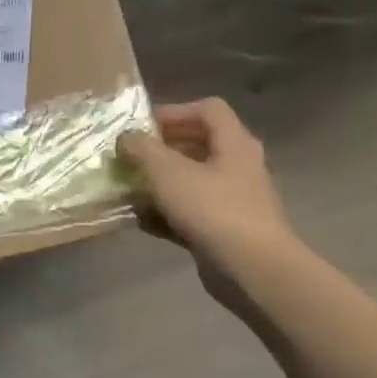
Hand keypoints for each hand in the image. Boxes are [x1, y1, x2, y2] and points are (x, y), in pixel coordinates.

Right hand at [117, 98, 298, 285]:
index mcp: (234, 143)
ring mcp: (233, 199)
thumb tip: (126, 137)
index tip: (142, 127)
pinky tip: (141, 221)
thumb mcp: (167, 172)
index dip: (174, 111)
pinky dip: (166, 212)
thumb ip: (142, 149)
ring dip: (160, 182)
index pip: (208, 109)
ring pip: (192, 180)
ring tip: (129, 188)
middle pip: (198, 144)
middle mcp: (238, 166)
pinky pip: (190, 211)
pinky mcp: (224, 229)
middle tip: (130, 157)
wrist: (250, 268)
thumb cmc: (212, 209)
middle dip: (161, 149)